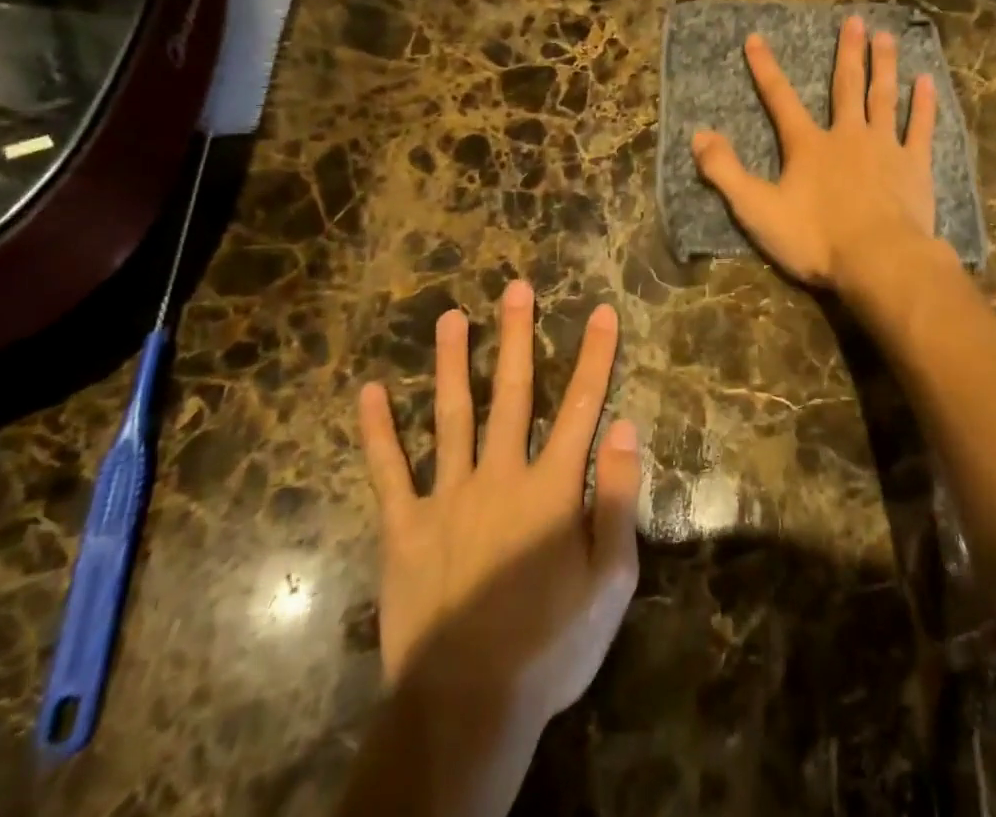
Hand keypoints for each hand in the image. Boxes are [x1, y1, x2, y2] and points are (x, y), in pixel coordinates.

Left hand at [357, 280, 639, 735]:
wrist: (467, 707)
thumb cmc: (551, 645)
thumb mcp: (610, 580)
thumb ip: (617, 499)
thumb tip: (625, 427)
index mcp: (551, 488)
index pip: (582, 407)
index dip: (595, 357)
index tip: (602, 312)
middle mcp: (500, 475)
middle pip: (513, 393)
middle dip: (517, 337)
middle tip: (515, 288)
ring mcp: (447, 497)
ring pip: (451, 415)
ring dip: (453, 363)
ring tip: (451, 316)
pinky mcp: (404, 527)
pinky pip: (388, 471)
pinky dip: (377, 431)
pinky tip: (370, 391)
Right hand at [691, 14, 939, 292]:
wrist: (879, 261)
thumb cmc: (816, 238)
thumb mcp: (757, 209)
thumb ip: (725, 171)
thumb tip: (698, 135)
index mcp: (808, 146)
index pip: (780, 99)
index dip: (765, 68)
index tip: (756, 38)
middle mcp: (847, 136)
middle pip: (846, 86)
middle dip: (847, 52)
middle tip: (855, 20)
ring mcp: (885, 148)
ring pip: (883, 97)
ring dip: (884, 65)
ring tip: (886, 35)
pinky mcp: (915, 166)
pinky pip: (919, 127)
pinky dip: (923, 104)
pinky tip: (927, 80)